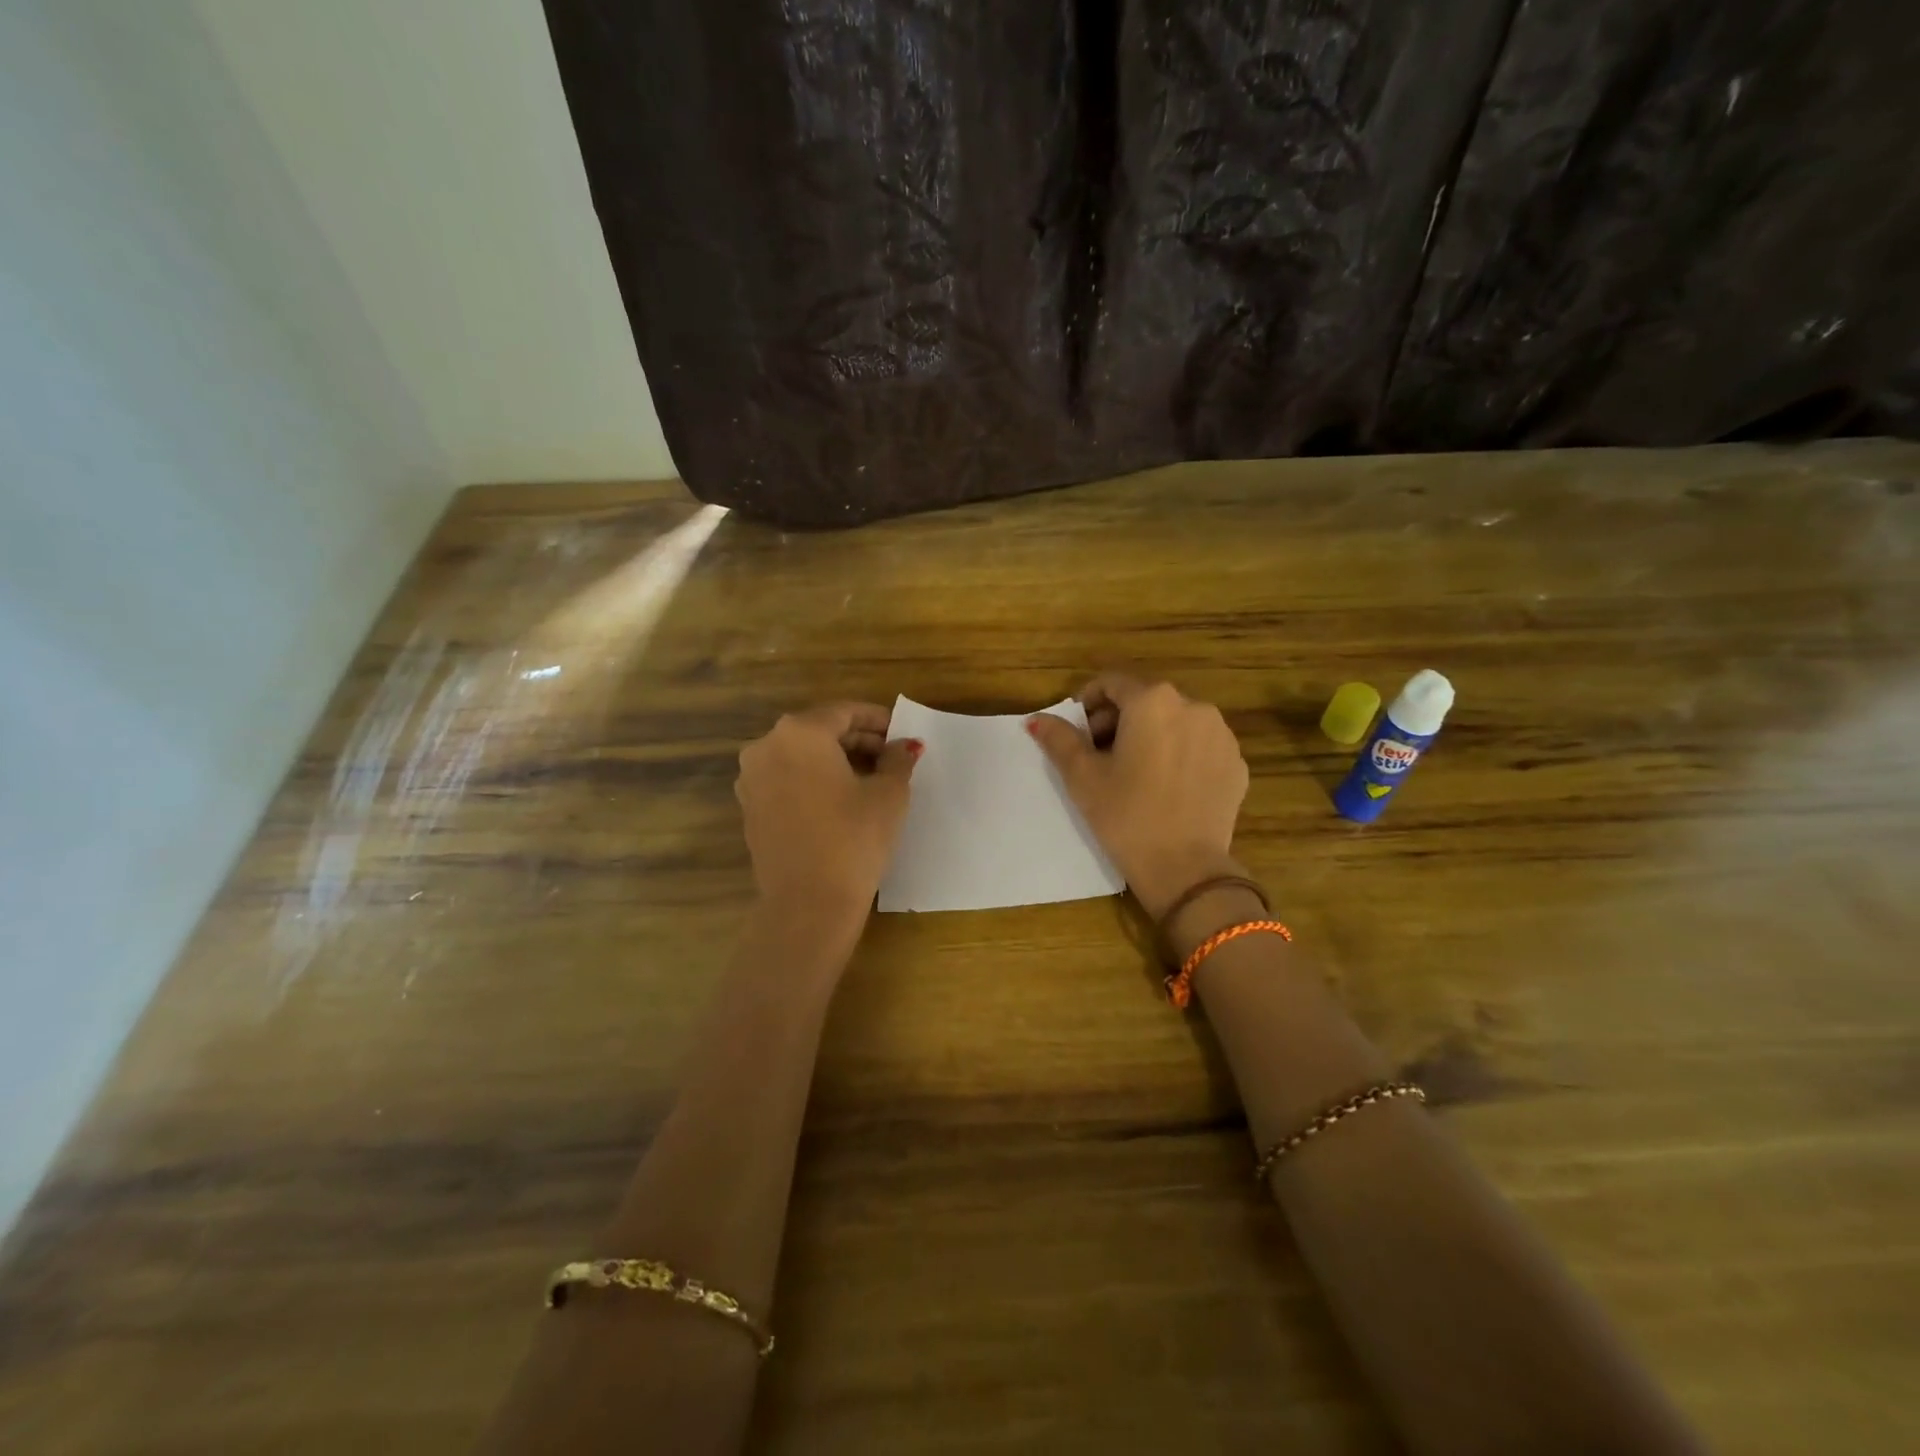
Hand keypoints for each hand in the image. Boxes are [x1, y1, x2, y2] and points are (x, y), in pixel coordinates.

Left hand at [736, 702, 921, 920]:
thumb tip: (903, 746)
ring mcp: (752, 778)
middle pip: (819, 730)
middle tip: (890, 756)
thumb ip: (897, 760)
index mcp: (800, 732)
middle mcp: (767, 746)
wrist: (808, 903)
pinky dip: (813, 780)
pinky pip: (787, 779)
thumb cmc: (854, 839)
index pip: (844, 712)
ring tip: (870, 778)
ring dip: (834, 760)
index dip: (877, 720)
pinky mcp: (750, 807)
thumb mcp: (888, 794)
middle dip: (856, 739)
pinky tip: (840, 799)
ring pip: (800, 755)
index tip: (901, 733)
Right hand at [1027, 674, 1248, 917]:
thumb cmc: (1126, 816)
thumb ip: (1059, 740)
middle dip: (1119, 721)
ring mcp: (1221, 735)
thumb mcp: (1083, 777)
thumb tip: (1036, 720)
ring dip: (1152, 736)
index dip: (1089, 703)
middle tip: (1100, 756)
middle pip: (1146, 700)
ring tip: (1136, 773)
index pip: (1112, 683)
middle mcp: (1193, 706)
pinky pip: (1200, 747)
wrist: (1185, 869)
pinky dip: (1180, 755)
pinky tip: (1167, 788)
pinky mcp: (1236, 763)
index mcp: (1152, 702)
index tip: (1079, 732)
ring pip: (1176, 722)